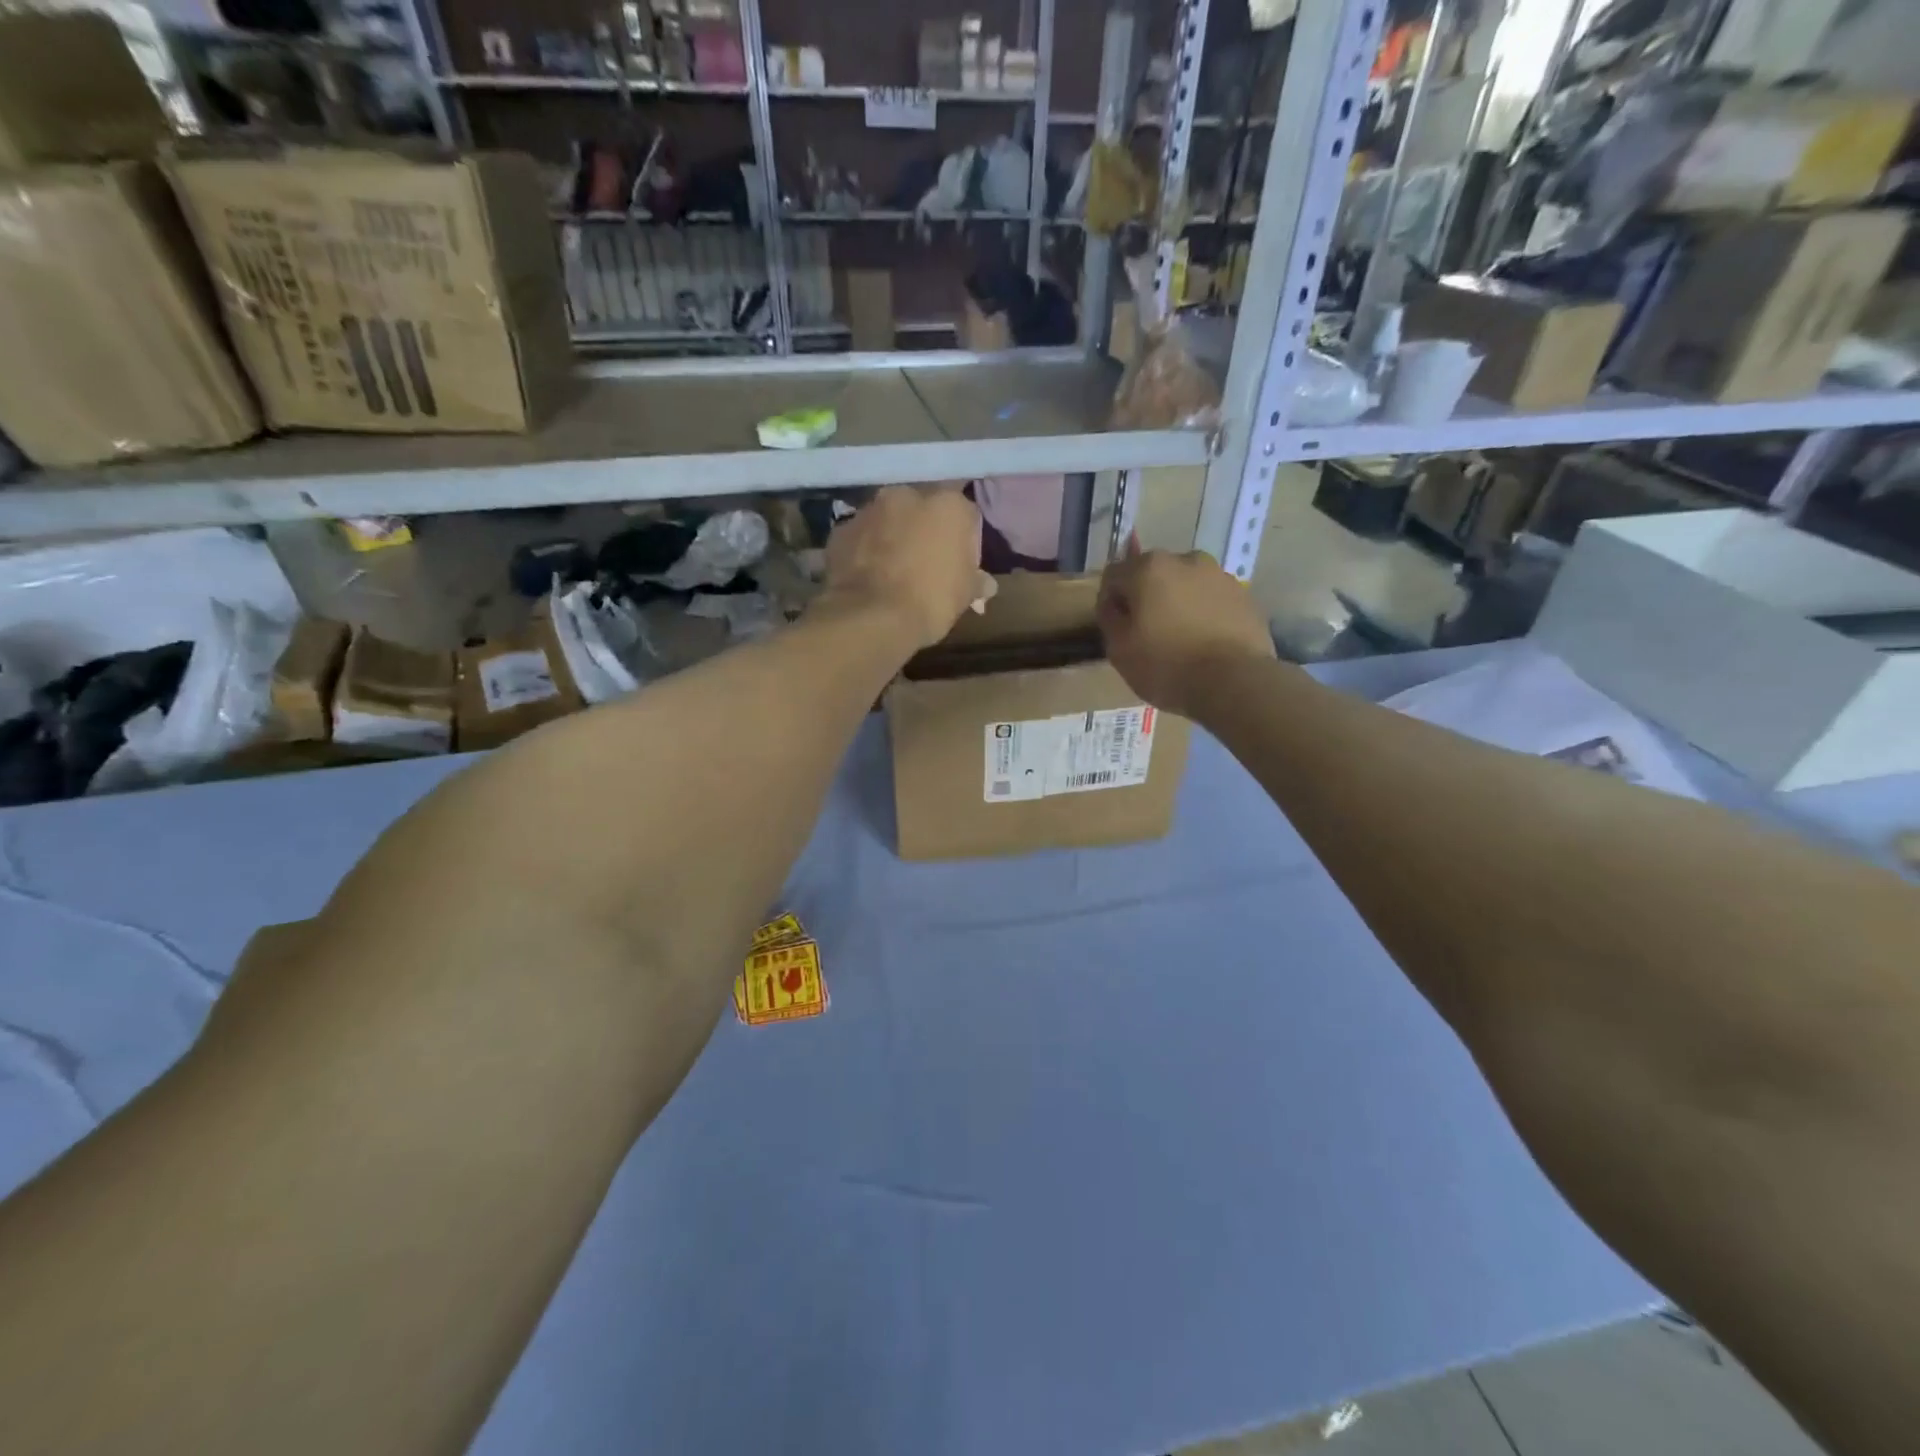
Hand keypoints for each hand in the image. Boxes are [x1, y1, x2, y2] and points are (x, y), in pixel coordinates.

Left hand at [821, 485, 982, 649]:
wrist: (871, 617)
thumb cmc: (930, 600)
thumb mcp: (965, 596)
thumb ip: (977, 582)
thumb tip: (985, 584)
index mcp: (948, 505)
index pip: (965, 516)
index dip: (964, 542)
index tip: (960, 567)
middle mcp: (908, 495)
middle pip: (922, 511)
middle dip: (924, 532)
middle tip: (925, 566)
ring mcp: (869, 510)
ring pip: (888, 520)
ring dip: (892, 538)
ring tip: (892, 573)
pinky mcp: (841, 530)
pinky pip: (861, 538)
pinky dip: (865, 551)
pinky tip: (868, 578)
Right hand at [1097, 547, 1274, 717]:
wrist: (1234, 682)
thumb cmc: (1167, 665)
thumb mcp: (1119, 650)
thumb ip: (1109, 618)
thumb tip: (1112, 604)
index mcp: (1149, 568)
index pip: (1114, 575)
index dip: (1109, 602)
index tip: (1115, 629)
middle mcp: (1185, 560)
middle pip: (1152, 575)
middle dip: (1146, 598)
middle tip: (1147, 633)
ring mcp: (1219, 575)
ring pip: (1185, 585)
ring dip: (1177, 603)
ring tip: (1180, 639)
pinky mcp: (1244, 595)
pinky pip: (1211, 600)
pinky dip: (1203, 613)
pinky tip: (1204, 642)